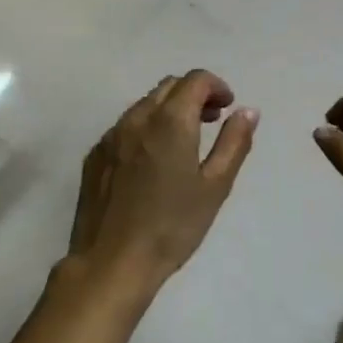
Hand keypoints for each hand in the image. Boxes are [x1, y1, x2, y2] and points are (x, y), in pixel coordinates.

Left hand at [67, 70, 257, 291]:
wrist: (112, 262)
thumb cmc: (172, 226)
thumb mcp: (215, 187)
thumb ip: (234, 143)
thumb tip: (248, 111)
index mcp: (170, 121)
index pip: (195, 80)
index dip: (217, 87)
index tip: (228, 108)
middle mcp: (136, 118)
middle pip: (168, 87)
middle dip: (194, 95)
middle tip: (212, 121)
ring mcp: (110, 136)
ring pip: (144, 105)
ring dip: (169, 110)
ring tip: (184, 142)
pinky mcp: (94, 156)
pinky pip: (124, 127)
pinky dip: (146, 129)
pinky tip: (152, 162)